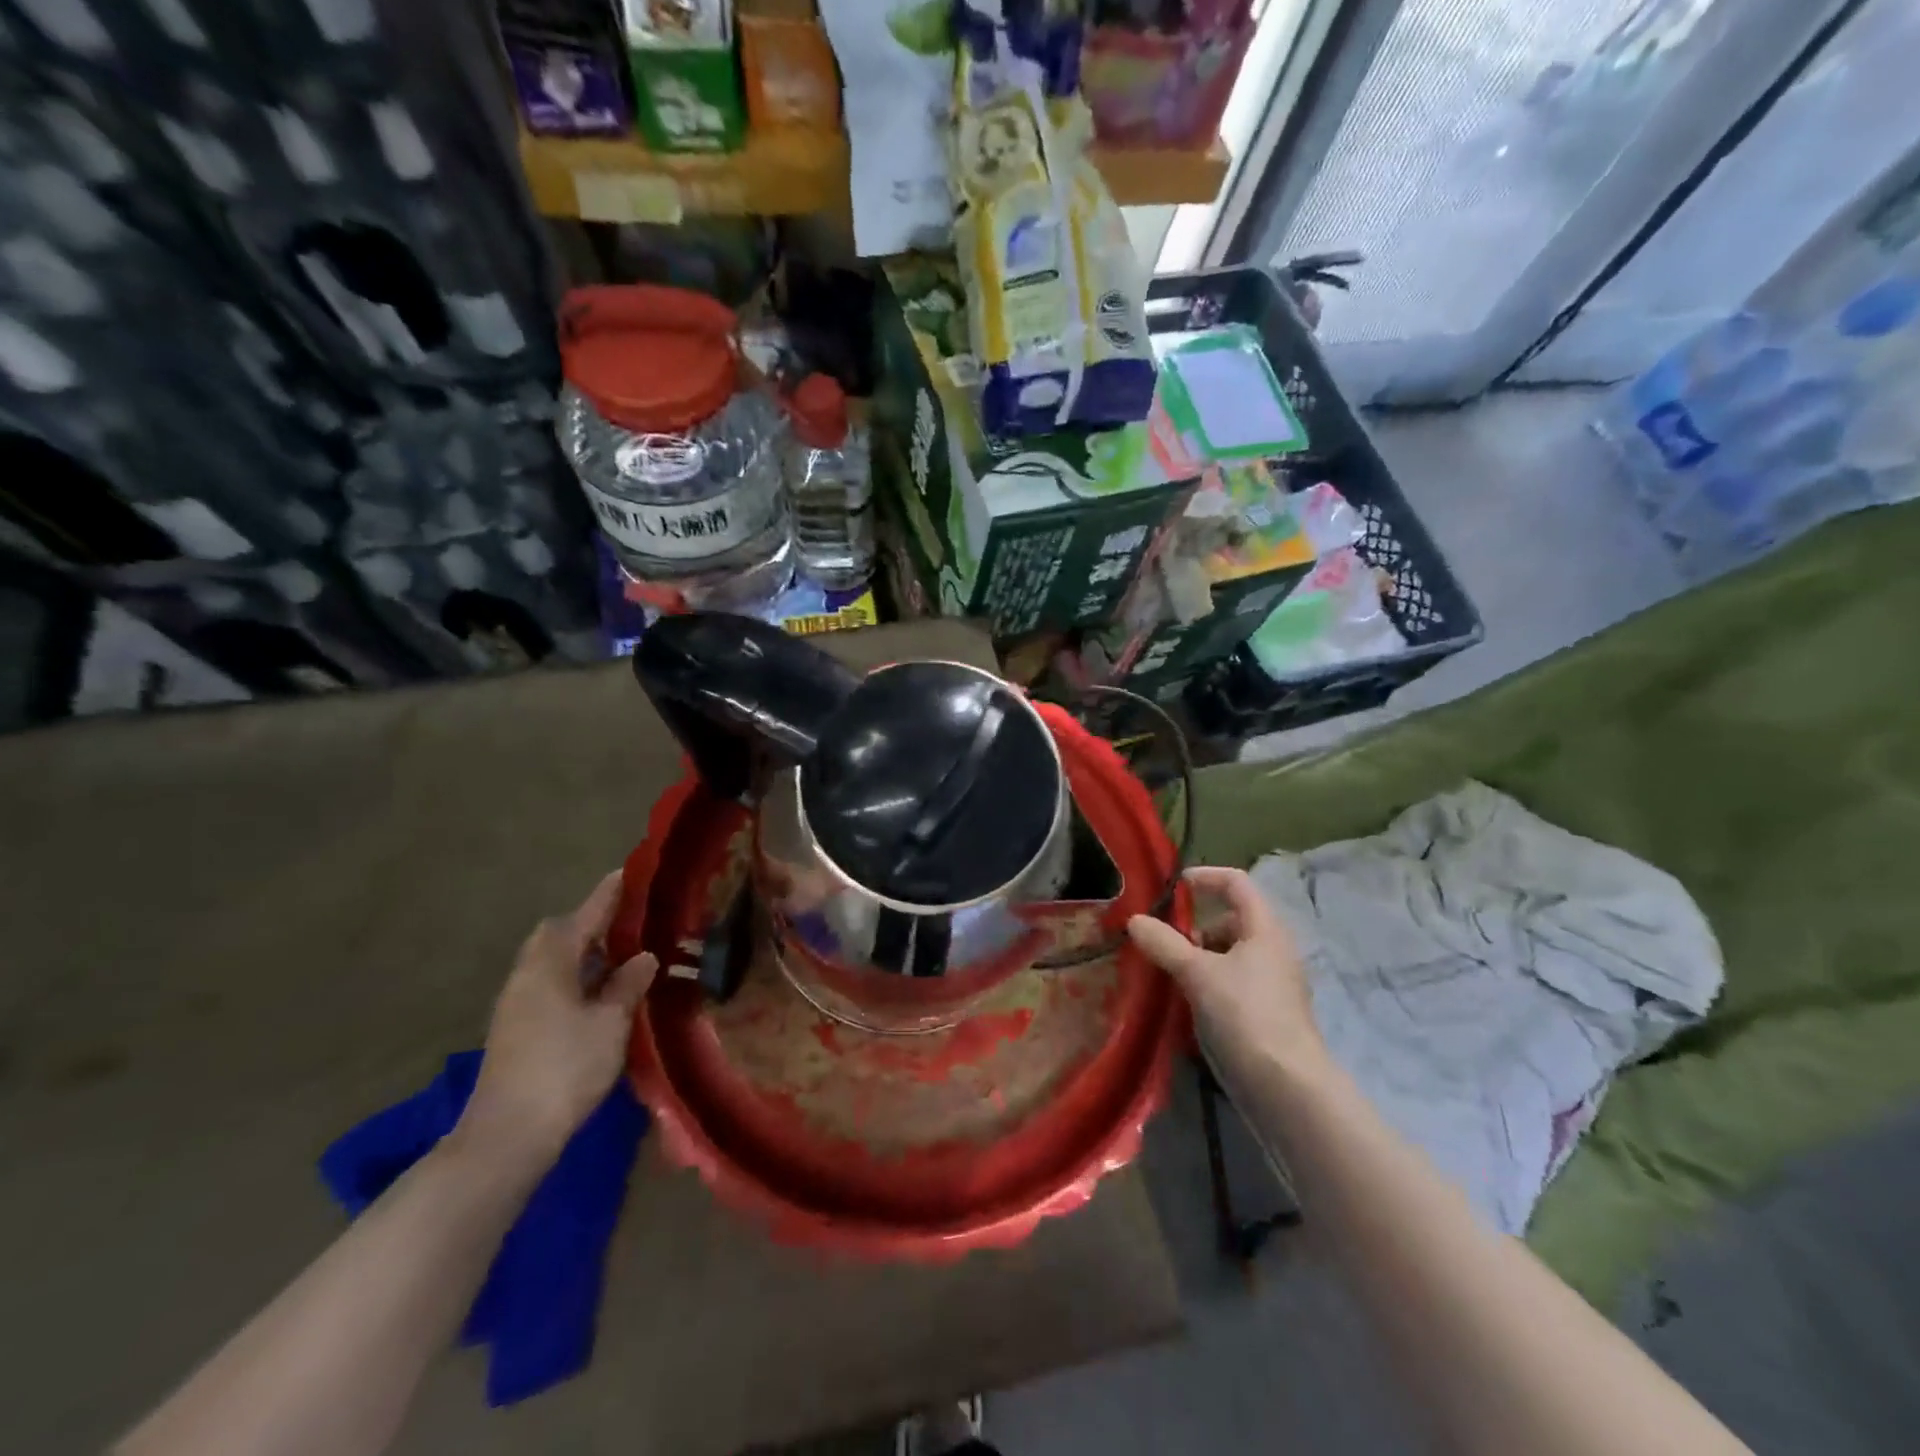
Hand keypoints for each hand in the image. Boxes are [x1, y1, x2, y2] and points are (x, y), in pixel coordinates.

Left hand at [457, 871, 657, 1166]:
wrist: (507, 1135)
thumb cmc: (565, 1068)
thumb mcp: (610, 1023)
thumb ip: (628, 984)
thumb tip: (644, 956)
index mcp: (550, 963)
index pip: (584, 916)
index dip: (608, 895)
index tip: (628, 873)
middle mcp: (527, 974)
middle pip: (558, 934)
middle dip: (591, 922)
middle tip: (629, 921)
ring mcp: (516, 1002)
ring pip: (551, 960)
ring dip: (582, 951)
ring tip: (621, 954)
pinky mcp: (515, 1027)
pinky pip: (548, 982)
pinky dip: (574, 975)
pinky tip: (599, 992)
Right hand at [1128, 866, 1326, 1080]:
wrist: (1286, 1087)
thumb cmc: (1245, 1015)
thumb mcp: (1198, 973)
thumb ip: (1164, 943)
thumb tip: (1134, 920)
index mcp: (1264, 929)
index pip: (1237, 883)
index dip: (1205, 877)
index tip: (1173, 887)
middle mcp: (1272, 950)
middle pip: (1231, 919)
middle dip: (1195, 925)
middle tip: (1164, 940)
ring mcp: (1271, 983)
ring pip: (1229, 953)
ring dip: (1198, 956)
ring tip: (1168, 973)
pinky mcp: (1265, 1013)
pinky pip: (1231, 982)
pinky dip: (1206, 982)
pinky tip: (1185, 1002)